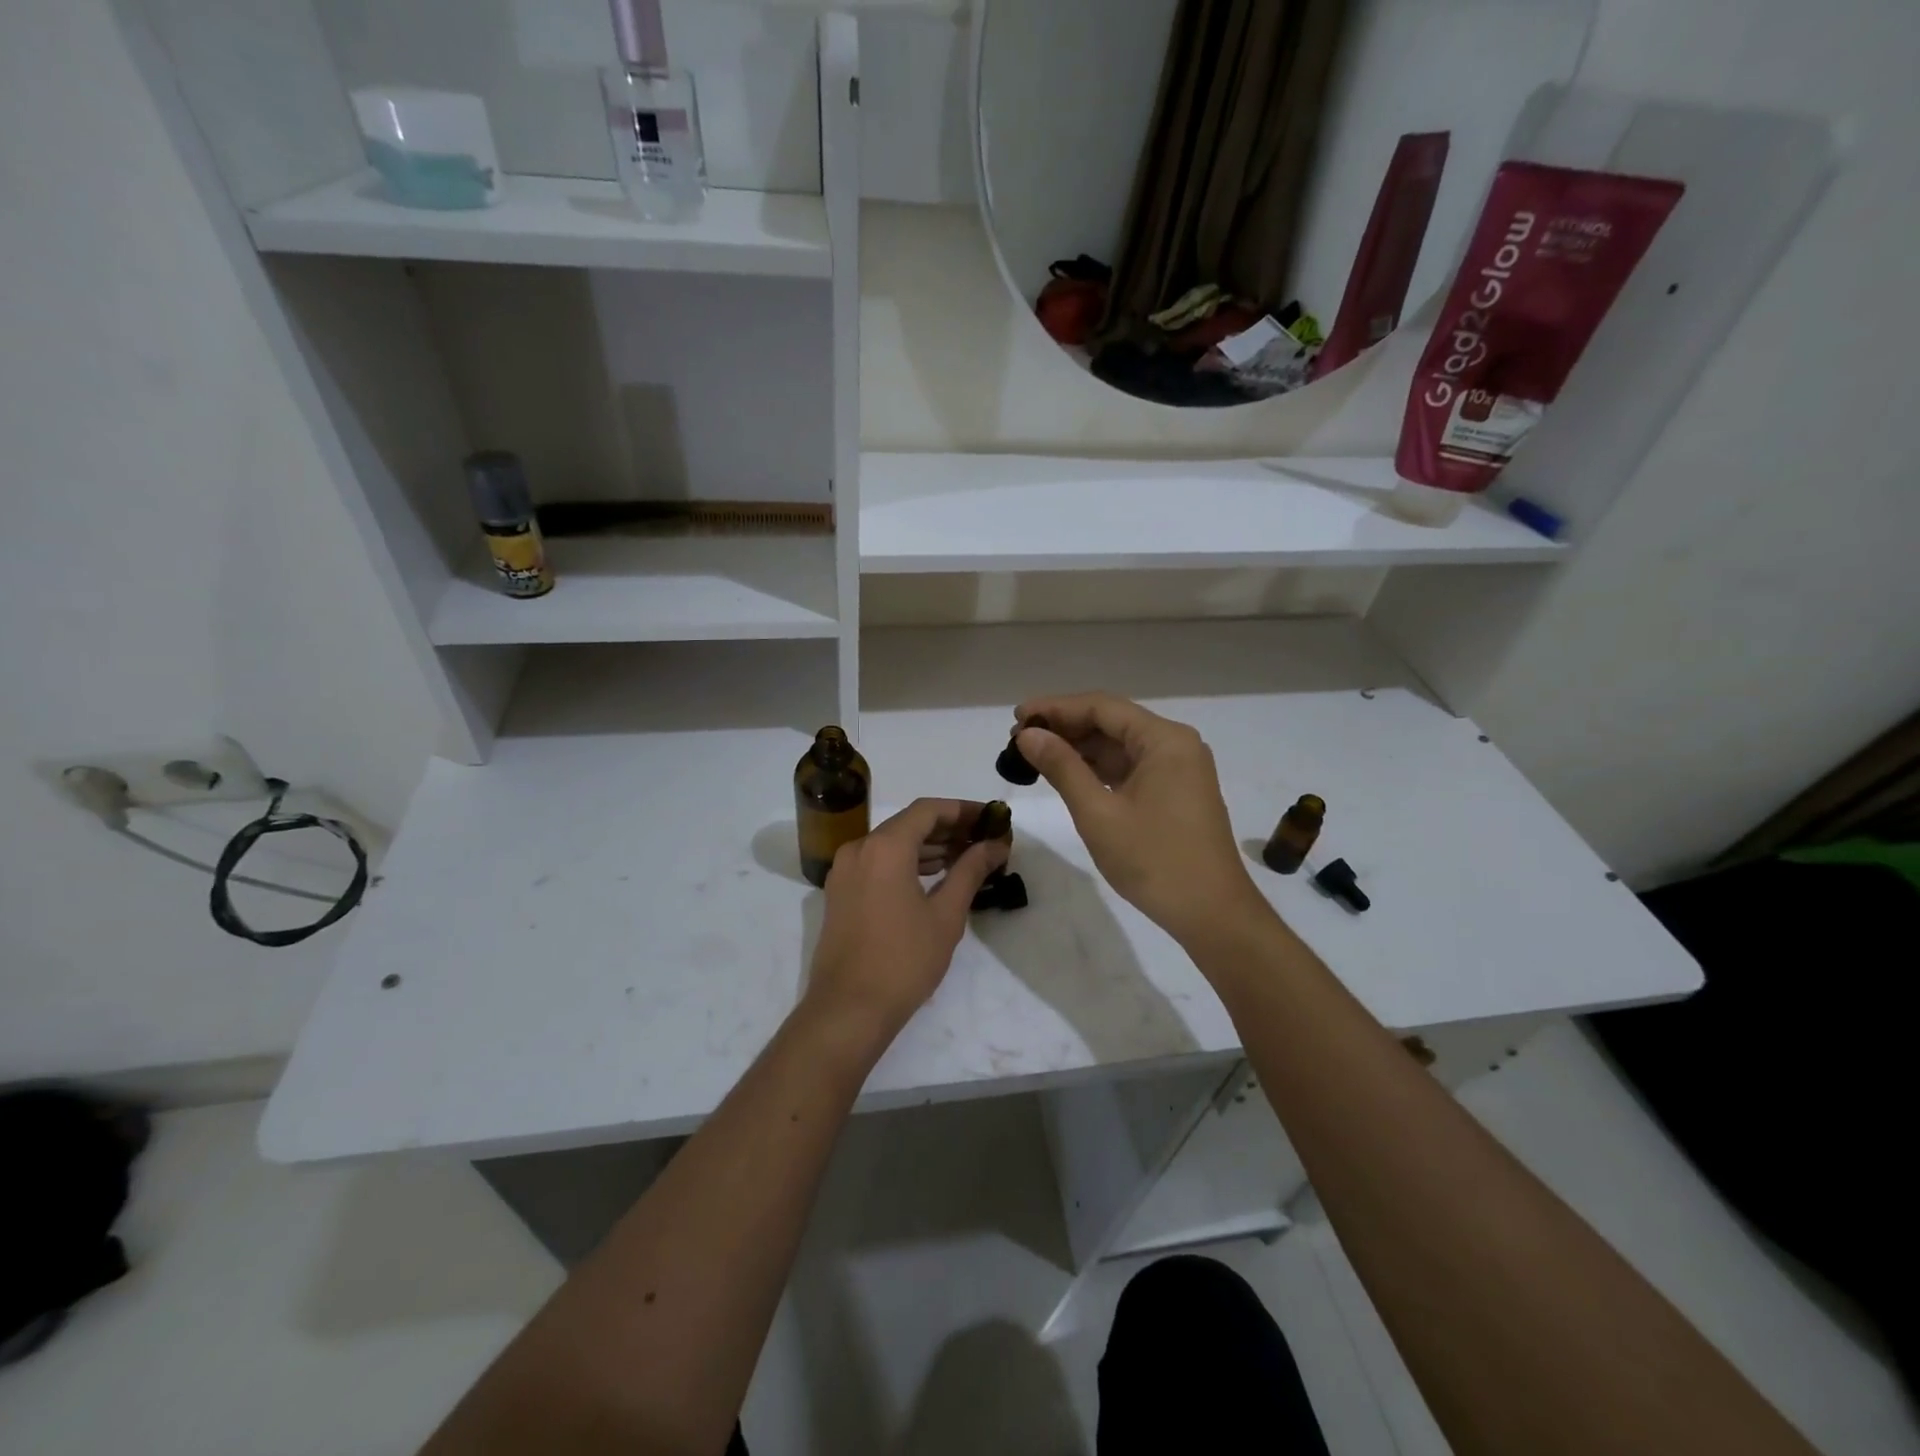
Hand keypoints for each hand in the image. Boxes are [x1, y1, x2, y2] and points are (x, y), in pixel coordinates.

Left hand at [803, 798, 1008, 1045]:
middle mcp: (859, 848)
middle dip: (949, 828)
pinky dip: (906, 862)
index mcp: (885, 847)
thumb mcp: (946, 915)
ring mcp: (845, 870)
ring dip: (928, 846)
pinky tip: (934, 875)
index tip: (992, 818)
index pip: (928, 810)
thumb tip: (995, 845)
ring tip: (966, 857)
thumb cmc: (904, 960)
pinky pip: (877, 862)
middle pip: (909, 823)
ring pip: (892, 843)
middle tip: (985, 839)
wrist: (848, 1009)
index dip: (963, 810)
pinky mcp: (840, 892)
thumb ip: (970, 871)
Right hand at [1013, 694, 1268, 948]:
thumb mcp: (1098, 813)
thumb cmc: (1154, 861)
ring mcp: (1178, 769)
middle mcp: (1175, 745)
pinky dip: (1098, 769)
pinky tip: (1067, 774)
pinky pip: (1130, 767)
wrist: (1211, 914)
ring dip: (1079, 748)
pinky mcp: (1175, 792)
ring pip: (1119, 746)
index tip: (1017, 717)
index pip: (1102, 707)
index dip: (1055, 708)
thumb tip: (1027, 735)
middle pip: (1112, 722)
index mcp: (1164, 740)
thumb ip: (1062, 767)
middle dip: (1065, 727)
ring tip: (1034, 755)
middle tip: (1019, 739)